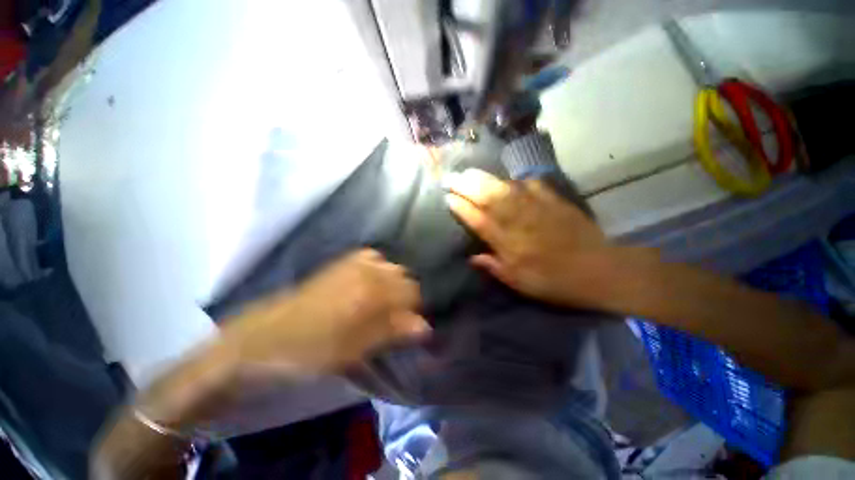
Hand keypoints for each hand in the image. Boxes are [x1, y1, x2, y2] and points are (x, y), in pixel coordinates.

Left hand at [227, 249, 428, 374]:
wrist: (269, 335)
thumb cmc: (314, 349)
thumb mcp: (357, 348)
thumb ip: (393, 331)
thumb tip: (424, 326)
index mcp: (372, 292)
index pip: (412, 293)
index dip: (415, 311)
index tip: (409, 326)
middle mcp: (368, 270)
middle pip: (405, 277)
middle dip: (406, 297)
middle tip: (395, 318)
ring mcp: (355, 262)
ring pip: (392, 267)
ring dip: (393, 284)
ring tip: (382, 303)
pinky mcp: (343, 261)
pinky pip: (373, 257)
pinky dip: (379, 269)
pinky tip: (370, 285)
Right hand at [444, 168, 616, 307]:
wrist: (597, 269)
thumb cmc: (552, 280)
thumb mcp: (518, 283)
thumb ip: (493, 267)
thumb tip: (472, 258)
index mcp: (506, 241)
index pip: (476, 219)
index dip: (460, 207)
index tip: (447, 198)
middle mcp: (516, 219)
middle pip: (486, 197)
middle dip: (465, 185)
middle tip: (451, 178)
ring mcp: (535, 206)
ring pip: (503, 187)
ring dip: (483, 178)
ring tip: (469, 172)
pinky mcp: (552, 199)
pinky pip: (529, 184)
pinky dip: (515, 181)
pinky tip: (509, 181)